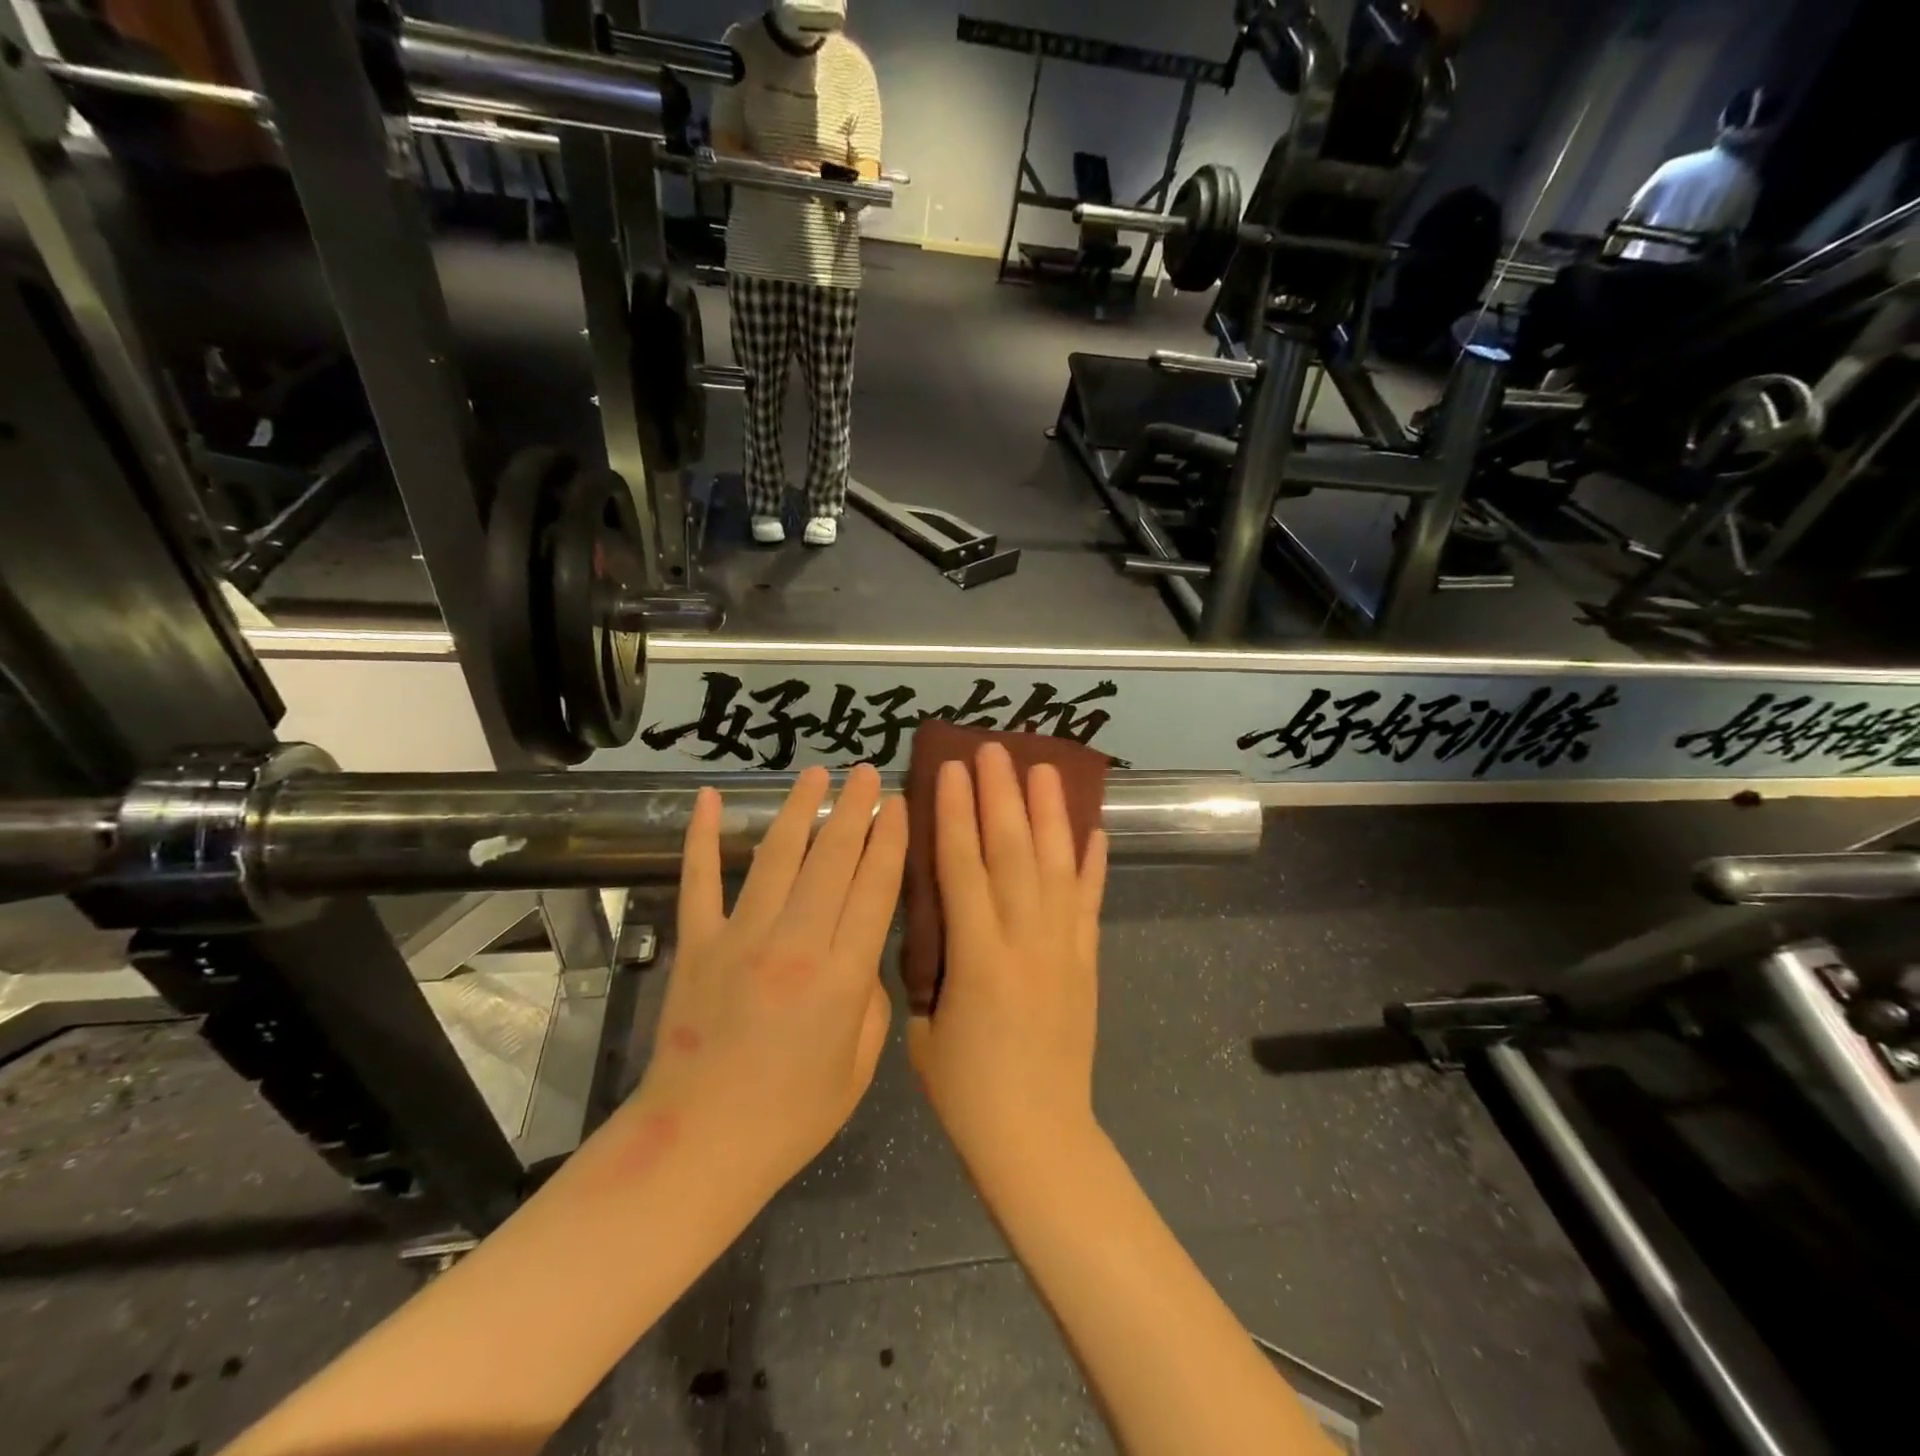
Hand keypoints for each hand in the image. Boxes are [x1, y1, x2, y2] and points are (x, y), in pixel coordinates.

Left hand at [631, 766, 906, 1204]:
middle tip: (868, 771)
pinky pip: (699, 880)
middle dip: (855, 809)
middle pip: (833, 859)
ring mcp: (740, 937)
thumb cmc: (791, 1116)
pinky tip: (709, 800)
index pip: (875, 887)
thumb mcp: (859, 1067)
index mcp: (842, 976)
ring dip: (799, 809)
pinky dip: (703, 837)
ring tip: (816, 772)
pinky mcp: (696, 944)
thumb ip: (871, 1001)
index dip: (891, 839)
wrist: (698, 1146)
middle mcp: (795, 942)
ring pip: (777, 856)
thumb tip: (861, 954)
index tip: (899, 803)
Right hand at [909, 744, 1108, 1186]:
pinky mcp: (1088, 963)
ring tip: (1046, 768)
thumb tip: (933, 927)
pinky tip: (1095, 829)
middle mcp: (1026, 941)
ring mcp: (1064, 949)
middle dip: (1003, 796)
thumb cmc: (967, 1093)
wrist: (1039, 1140)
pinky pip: (1092, 904)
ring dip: (1051, 814)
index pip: (964, 868)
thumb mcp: (923, 1030)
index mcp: (978, 958)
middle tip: (997, 750)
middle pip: (1014, 854)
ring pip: (1058, 867)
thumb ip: (929, 969)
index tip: (953, 770)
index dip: (957, 814)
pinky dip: (1095, 864)